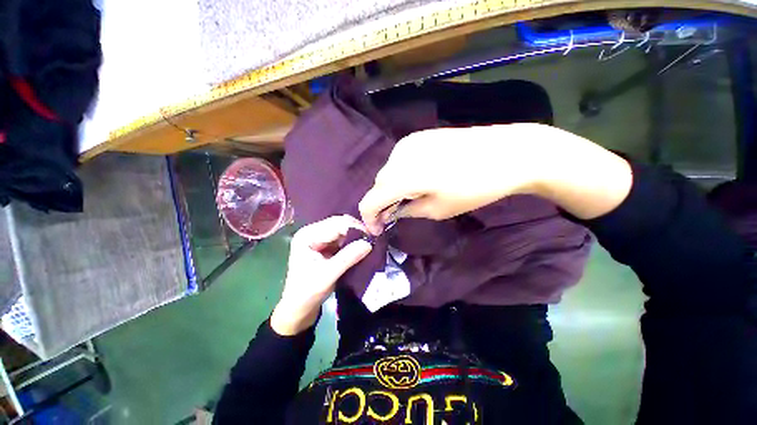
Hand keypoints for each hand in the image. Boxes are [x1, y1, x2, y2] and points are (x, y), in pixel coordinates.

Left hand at [271, 215, 371, 335]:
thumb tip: (369, 243)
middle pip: (340, 224)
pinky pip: (343, 238)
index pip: (336, 224)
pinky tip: (362, 247)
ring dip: (356, 236)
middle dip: (357, 231)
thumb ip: (347, 258)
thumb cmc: (307, 293)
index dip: (355, 228)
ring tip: (369, 242)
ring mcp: (319, 238)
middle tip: (373, 239)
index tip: (371, 236)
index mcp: (307, 235)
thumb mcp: (327, 276)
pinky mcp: (326, 245)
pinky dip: (353, 241)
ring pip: (343, 230)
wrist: (299, 308)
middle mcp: (313, 232)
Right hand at [359, 124, 631, 233]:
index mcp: (402, 177)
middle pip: (378, 185)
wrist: (507, 153)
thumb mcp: (438, 209)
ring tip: (407, 198)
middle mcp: (398, 156)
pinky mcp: (419, 136)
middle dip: (381, 204)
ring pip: (388, 172)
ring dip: (391, 188)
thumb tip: (392, 212)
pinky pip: (400, 160)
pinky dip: (401, 174)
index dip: (369, 219)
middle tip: (393, 217)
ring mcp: (408, 142)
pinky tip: (417, 180)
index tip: (377, 230)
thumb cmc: (474, 188)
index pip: (370, 201)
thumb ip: (407, 210)